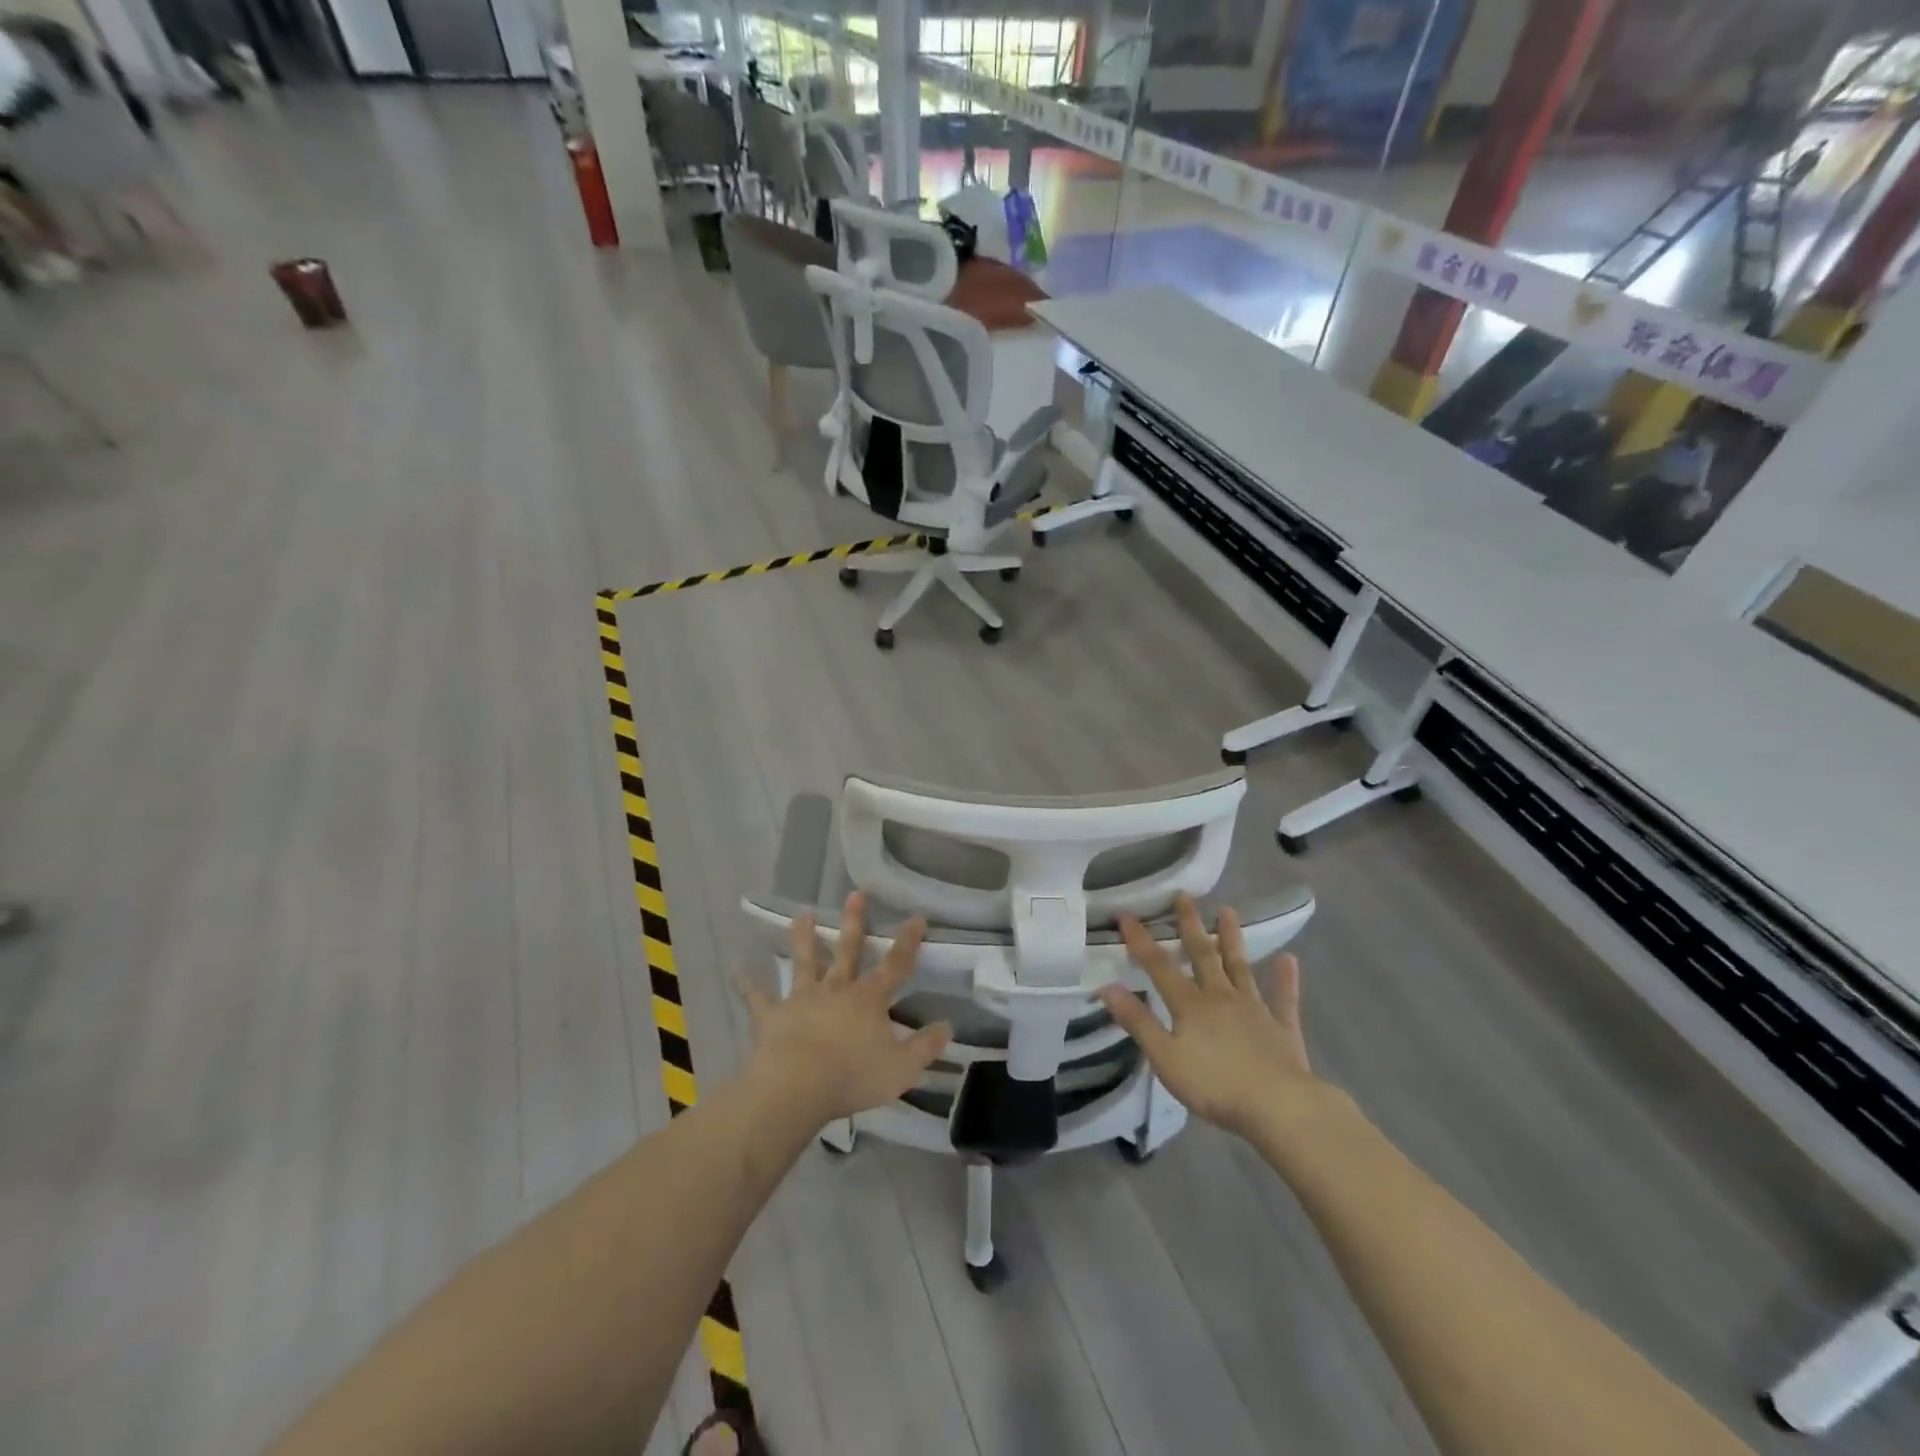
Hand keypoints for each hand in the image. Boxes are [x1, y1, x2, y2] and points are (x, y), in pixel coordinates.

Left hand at [740, 892, 950, 1129]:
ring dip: (804, 938)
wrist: (796, 1087)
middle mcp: (836, 990)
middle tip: (855, 893)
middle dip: (855, 922)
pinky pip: (758, 997)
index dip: (908, 941)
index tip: (916, 916)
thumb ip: (925, 1046)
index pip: (895, 964)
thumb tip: (947, 1026)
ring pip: (804, 962)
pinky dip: (748, 984)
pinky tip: (737, 970)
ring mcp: (801, 999)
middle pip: (848, 951)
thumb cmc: (853, 1076)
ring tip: (803, 914)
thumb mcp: (902, 1068)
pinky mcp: (772, 1015)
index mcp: (869, 1000)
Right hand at [1098, 895, 1321, 1140]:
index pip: (1159, 966)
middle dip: (1190, 925)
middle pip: (1203, 955)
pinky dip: (1285, 978)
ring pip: (1240, 967)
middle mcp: (1221, 997)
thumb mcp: (1165, 1057)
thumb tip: (1107, 986)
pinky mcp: (1282, 1027)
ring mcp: (1255, 1009)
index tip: (1126, 914)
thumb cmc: (1215, 1085)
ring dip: (1232, 939)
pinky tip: (1289, 959)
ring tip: (1228, 911)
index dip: (1140, 940)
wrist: (1279, 1106)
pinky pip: (1284, 998)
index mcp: (1190, 1005)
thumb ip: (1138, 1021)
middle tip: (1184, 896)